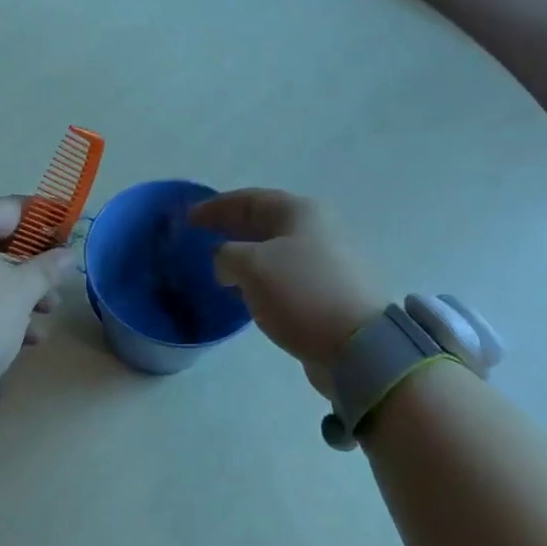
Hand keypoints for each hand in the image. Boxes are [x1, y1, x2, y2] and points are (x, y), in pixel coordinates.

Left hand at [0, 198, 75, 408]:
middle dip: (35, 266)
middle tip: (60, 285)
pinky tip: (23, 338)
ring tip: (46, 318)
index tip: (72, 236)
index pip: (12, 208)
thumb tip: (66, 254)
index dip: (47, 220)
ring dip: (20, 293)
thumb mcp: (20, 293)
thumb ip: (47, 268)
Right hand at [188, 189, 386, 395]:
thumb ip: (226, 255)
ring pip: (276, 250)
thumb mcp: (251, 266)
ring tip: (219, 267)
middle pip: (265, 221)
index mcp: (300, 211)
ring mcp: (329, 260)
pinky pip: (287, 275)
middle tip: (200, 239)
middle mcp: (318, 228)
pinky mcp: (331, 291)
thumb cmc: (301, 293)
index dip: (215, 207)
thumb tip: (225, 262)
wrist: (358, 346)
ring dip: (246, 255)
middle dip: (231, 228)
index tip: (188, 218)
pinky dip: (262, 277)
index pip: (249, 199)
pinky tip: (247, 292)